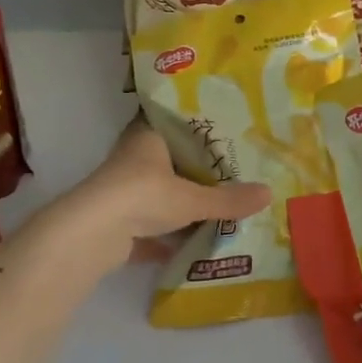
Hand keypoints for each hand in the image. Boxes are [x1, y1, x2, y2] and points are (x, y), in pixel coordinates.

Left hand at [47, 118, 271, 272]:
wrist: (91, 235)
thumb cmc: (142, 196)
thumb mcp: (193, 198)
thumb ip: (228, 199)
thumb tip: (270, 194)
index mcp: (147, 137)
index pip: (175, 121)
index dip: (199, 125)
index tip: (226, 130)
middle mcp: (133, 158)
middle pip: (171, 159)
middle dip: (197, 168)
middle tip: (233, 170)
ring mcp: (123, 191)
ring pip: (160, 192)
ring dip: (183, 201)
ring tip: (221, 204)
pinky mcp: (118, 222)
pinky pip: (151, 223)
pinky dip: (169, 233)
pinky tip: (195, 241)